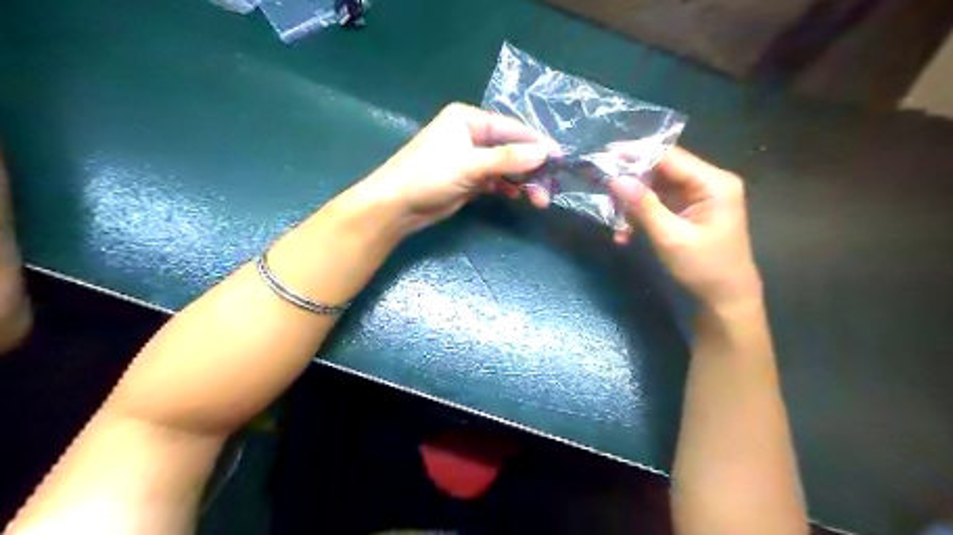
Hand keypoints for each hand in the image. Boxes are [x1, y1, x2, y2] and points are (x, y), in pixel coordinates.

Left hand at [363, 103, 559, 231]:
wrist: (396, 207)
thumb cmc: (428, 176)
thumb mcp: (469, 165)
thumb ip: (507, 159)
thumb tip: (544, 153)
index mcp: (468, 119)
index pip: (511, 128)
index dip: (537, 143)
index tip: (561, 158)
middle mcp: (471, 135)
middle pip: (511, 148)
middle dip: (531, 168)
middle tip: (549, 188)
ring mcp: (470, 158)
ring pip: (505, 167)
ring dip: (522, 181)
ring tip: (539, 199)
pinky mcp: (468, 179)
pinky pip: (496, 180)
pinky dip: (508, 187)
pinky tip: (519, 197)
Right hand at [614, 146, 764, 307]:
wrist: (725, 300)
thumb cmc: (704, 269)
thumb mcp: (671, 237)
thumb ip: (643, 206)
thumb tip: (615, 179)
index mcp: (713, 183)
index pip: (670, 156)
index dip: (636, 153)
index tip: (604, 156)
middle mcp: (707, 183)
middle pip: (661, 170)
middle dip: (631, 182)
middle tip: (603, 192)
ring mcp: (698, 198)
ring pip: (656, 188)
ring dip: (632, 203)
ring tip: (614, 221)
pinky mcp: (688, 212)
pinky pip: (658, 205)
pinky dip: (640, 216)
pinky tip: (625, 234)